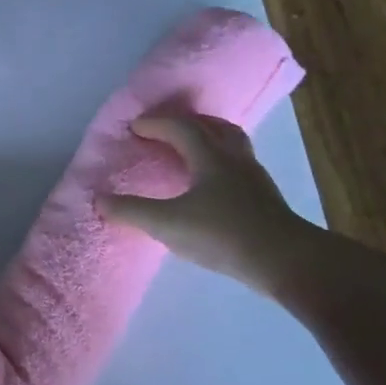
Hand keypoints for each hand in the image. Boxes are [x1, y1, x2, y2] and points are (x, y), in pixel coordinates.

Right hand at [98, 112, 312, 288]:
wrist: (286, 261)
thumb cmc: (222, 234)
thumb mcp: (167, 224)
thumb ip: (131, 211)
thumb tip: (99, 200)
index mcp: (209, 156)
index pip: (181, 127)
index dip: (156, 123)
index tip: (135, 127)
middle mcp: (234, 158)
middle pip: (213, 127)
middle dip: (186, 123)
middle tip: (165, 129)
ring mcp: (254, 178)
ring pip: (231, 144)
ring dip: (208, 139)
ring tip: (190, 150)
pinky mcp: (265, 199)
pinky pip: (238, 166)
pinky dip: (220, 163)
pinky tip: (211, 184)